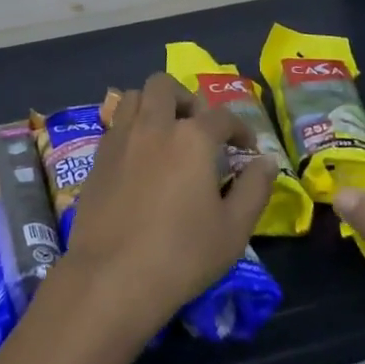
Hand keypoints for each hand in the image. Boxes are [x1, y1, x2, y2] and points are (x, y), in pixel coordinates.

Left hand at [59, 73, 277, 343]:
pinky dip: (131, 128)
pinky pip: (115, 124)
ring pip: (134, 96)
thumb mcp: (234, 229)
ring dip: (152, 105)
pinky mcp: (97, 157)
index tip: (246, 149)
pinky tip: (140, 158)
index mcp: (192, 138)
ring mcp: (121, 138)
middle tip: (198, 128)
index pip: (222, 117)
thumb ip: (254, 189)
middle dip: (186, 99)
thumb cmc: (182, 255)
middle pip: (165, 86)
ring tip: (165, 133)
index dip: (239, 129)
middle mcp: (154, 125)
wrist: (113, 277)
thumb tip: (266, 161)